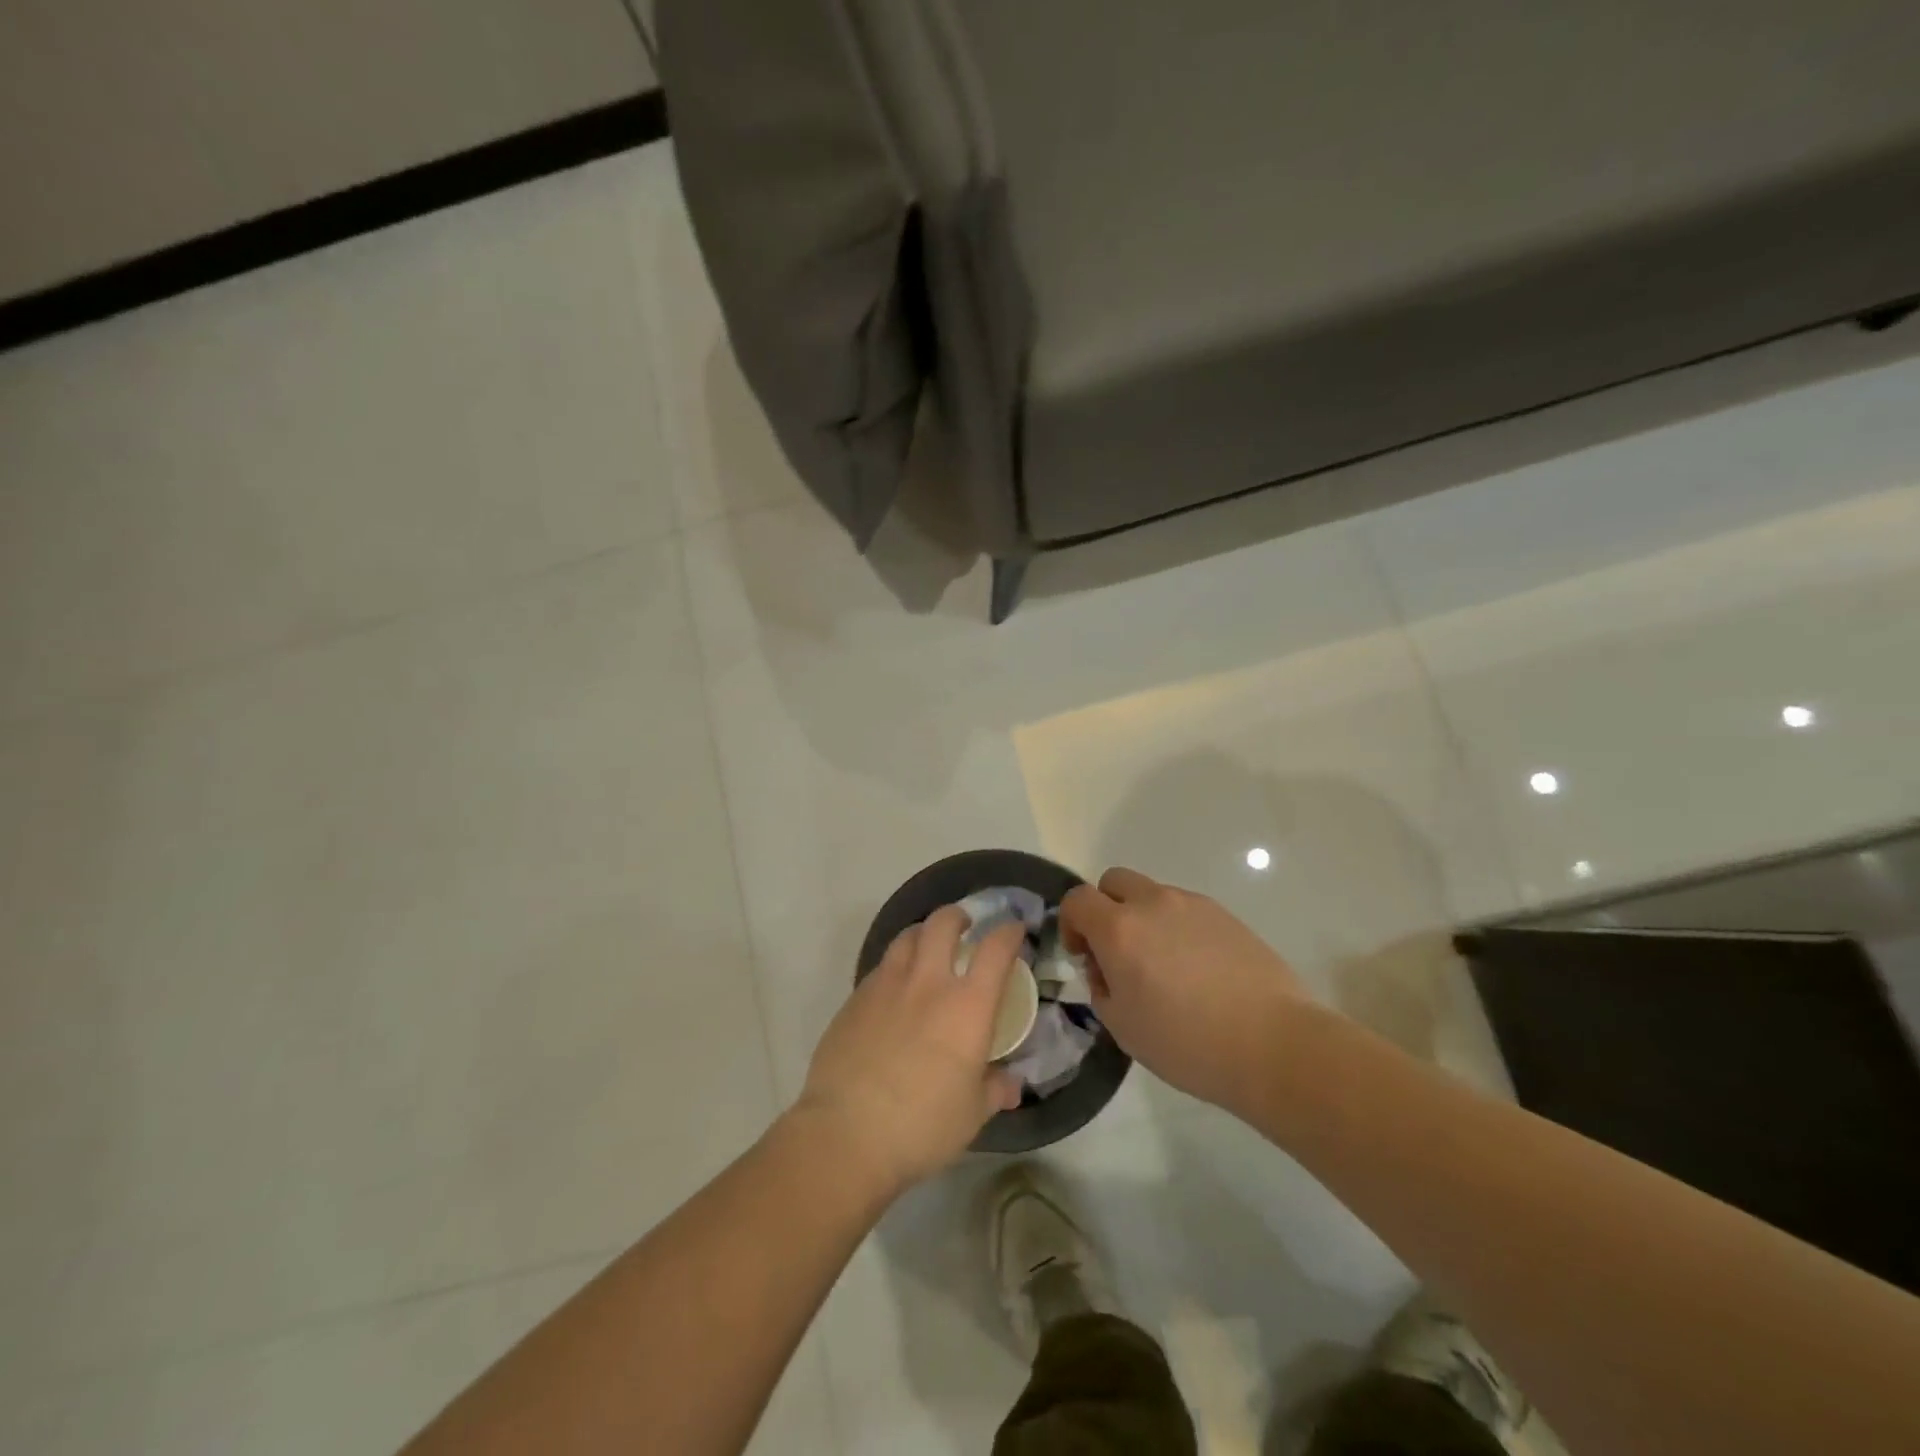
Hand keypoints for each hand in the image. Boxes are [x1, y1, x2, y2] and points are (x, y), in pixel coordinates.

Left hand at [797, 906, 1025, 1196]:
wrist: (846, 1133)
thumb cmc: (922, 1125)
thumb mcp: (971, 1115)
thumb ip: (994, 1091)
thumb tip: (1011, 1086)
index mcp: (967, 1006)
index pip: (995, 950)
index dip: (1008, 933)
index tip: (1014, 931)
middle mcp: (928, 982)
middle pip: (943, 924)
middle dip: (957, 916)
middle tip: (964, 926)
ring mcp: (886, 985)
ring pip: (906, 937)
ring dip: (923, 934)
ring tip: (927, 947)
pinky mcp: (855, 999)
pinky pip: (881, 967)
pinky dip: (894, 966)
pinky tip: (894, 989)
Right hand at [1061, 867, 1307, 1120]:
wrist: (1273, 1044)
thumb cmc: (1187, 1044)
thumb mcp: (1123, 1027)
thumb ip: (1102, 987)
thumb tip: (1107, 968)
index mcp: (1120, 929)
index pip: (1077, 900)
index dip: (1071, 923)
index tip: (1082, 955)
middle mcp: (1153, 904)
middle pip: (1114, 882)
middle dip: (1106, 909)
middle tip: (1118, 952)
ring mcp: (1193, 905)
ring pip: (1153, 895)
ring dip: (1144, 919)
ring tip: (1165, 967)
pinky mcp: (1225, 915)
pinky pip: (1186, 910)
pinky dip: (1178, 928)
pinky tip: (1197, 970)